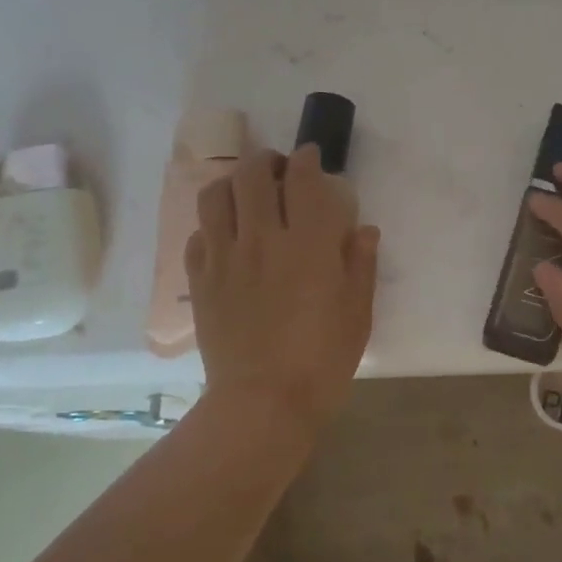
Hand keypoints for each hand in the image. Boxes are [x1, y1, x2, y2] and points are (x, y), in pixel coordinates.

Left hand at [186, 145, 379, 430]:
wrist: (263, 403)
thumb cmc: (322, 360)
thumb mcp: (358, 314)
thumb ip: (361, 264)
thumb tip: (363, 229)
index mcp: (308, 244)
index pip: (303, 179)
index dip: (307, 159)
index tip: (312, 158)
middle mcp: (262, 239)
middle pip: (253, 175)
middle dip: (267, 162)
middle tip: (277, 170)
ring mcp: (225, 258)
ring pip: (215, 196)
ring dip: (232, 184)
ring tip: (244, 193)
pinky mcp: (200, 281)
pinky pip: (198, 236)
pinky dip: (211, 226)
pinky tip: (224, 238)